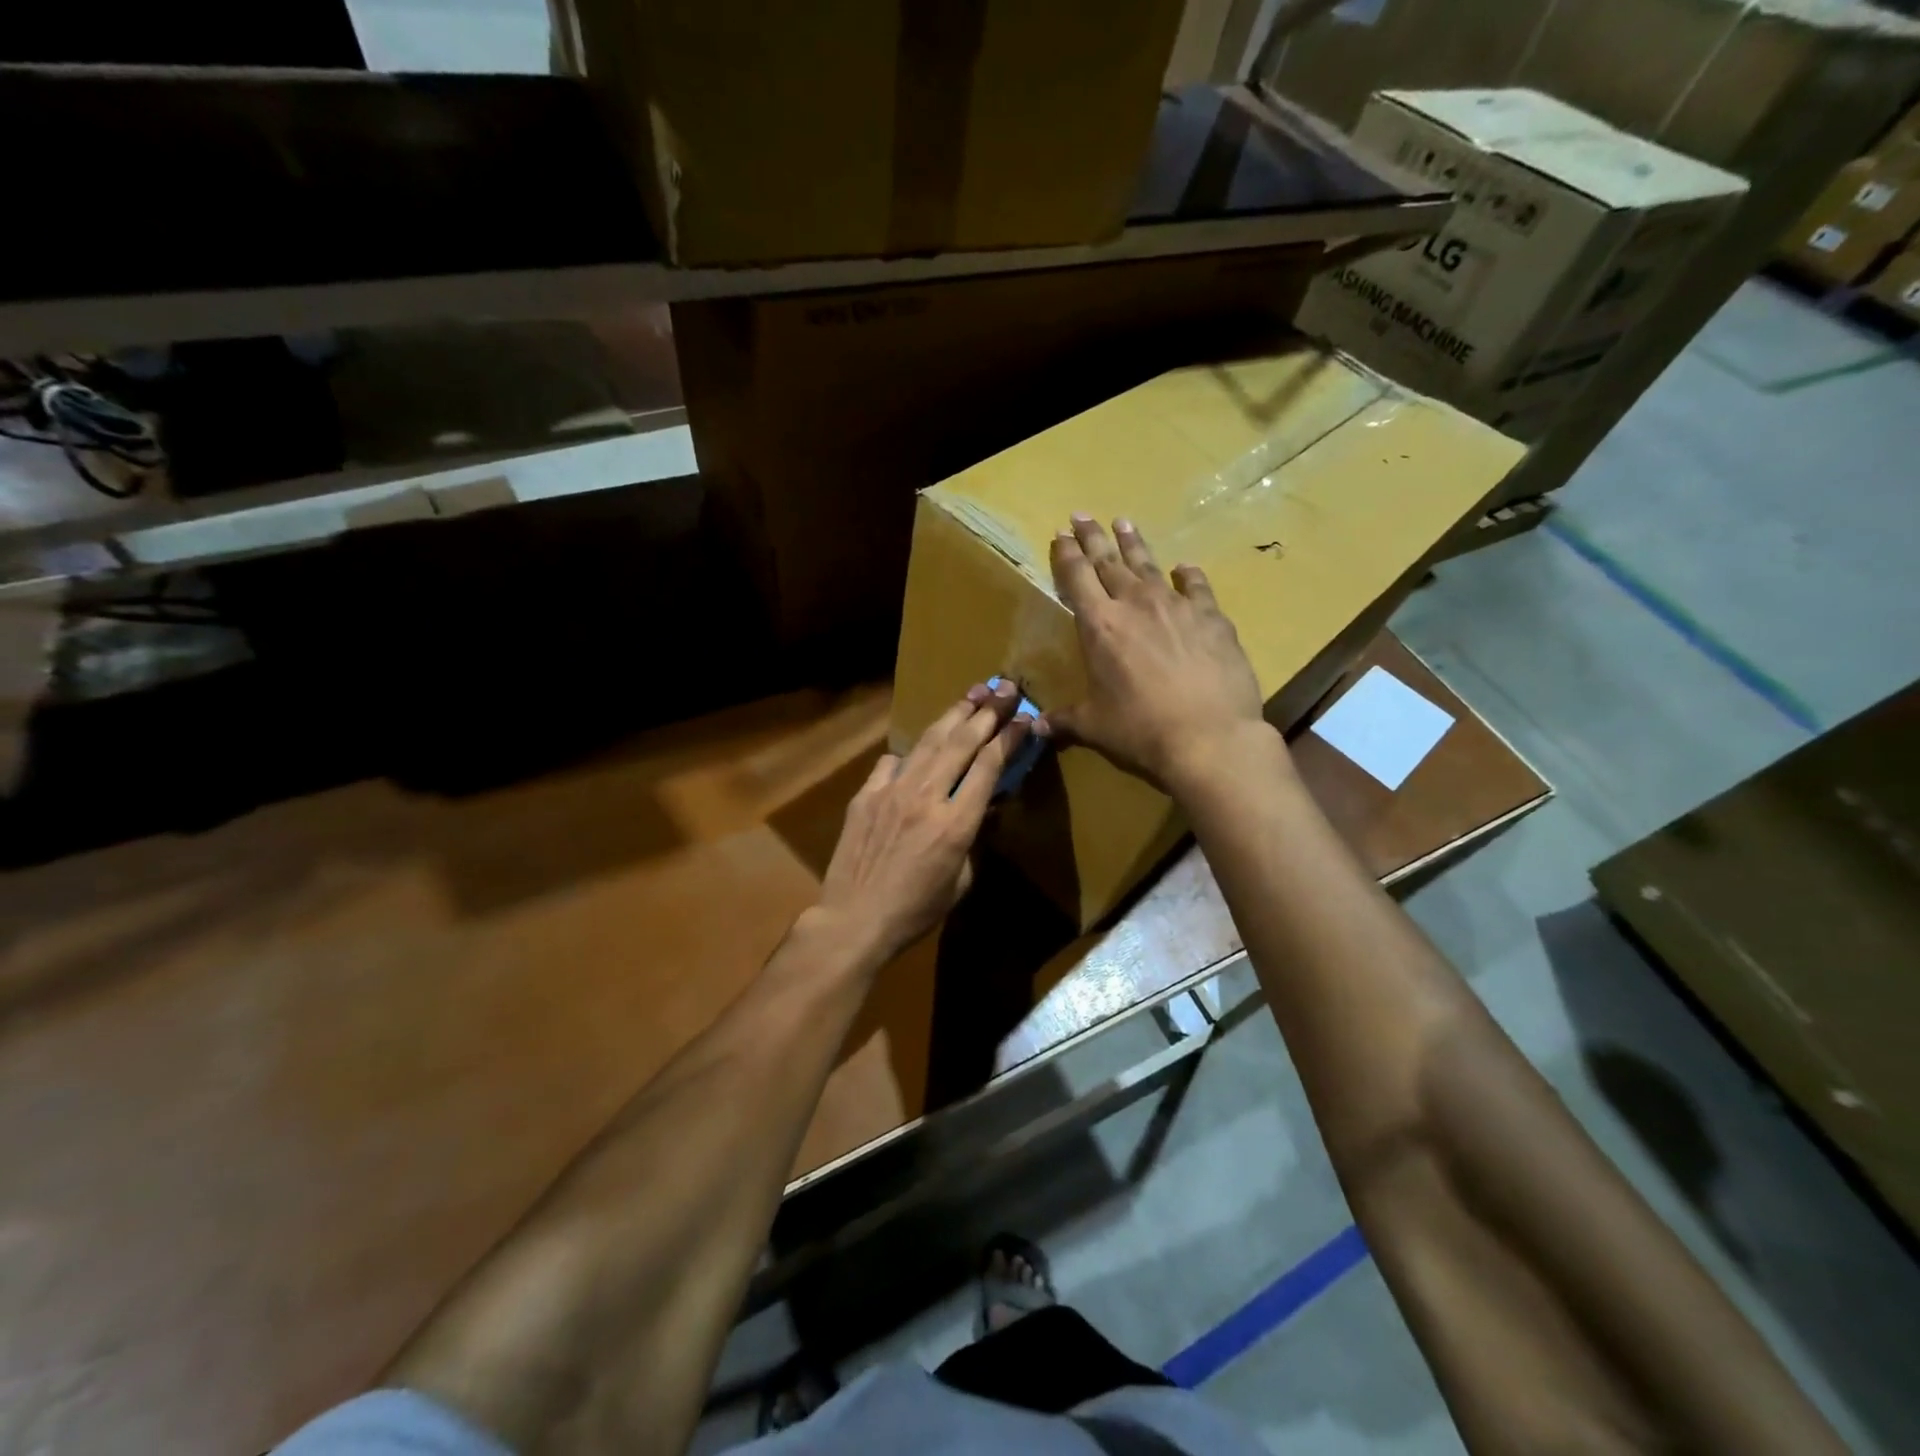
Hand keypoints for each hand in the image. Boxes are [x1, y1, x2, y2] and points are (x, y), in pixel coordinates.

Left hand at [815, 680, 1029, 965]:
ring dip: (953, 715)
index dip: (1009, 738)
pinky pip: (891, 762)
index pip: (989, 766)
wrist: (855, 919)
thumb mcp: (961, 882)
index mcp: (956, 823)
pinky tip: (918, 747)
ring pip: (928, 742)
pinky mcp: (866, 795)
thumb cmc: (916, 910)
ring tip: (972, 693)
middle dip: (987, 712)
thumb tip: (979, 810)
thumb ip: (973, 839)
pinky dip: (909, 752)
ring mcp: (892, 791)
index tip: (1024, 719)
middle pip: (962, 742)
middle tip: (1005, 688)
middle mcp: (926, 796)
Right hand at [1038, 514, 1274, 793]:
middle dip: (1093, 537)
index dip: (1066, 554)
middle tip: (1082, 515)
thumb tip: (1035, 726)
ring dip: (1133, 544)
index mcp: (1099, 626)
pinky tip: (1184, 567)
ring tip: (1124, 523)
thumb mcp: (1095, 726)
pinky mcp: (1211, 617)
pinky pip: (1196, 586)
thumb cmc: (1140, 730)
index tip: (1060, 534)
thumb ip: (1064, 720)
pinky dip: (1187, 574)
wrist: (1209, 736)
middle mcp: (1135, 604)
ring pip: (1149, 565)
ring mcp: (1176, 606)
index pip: (1077, 577)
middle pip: (1108, 561)